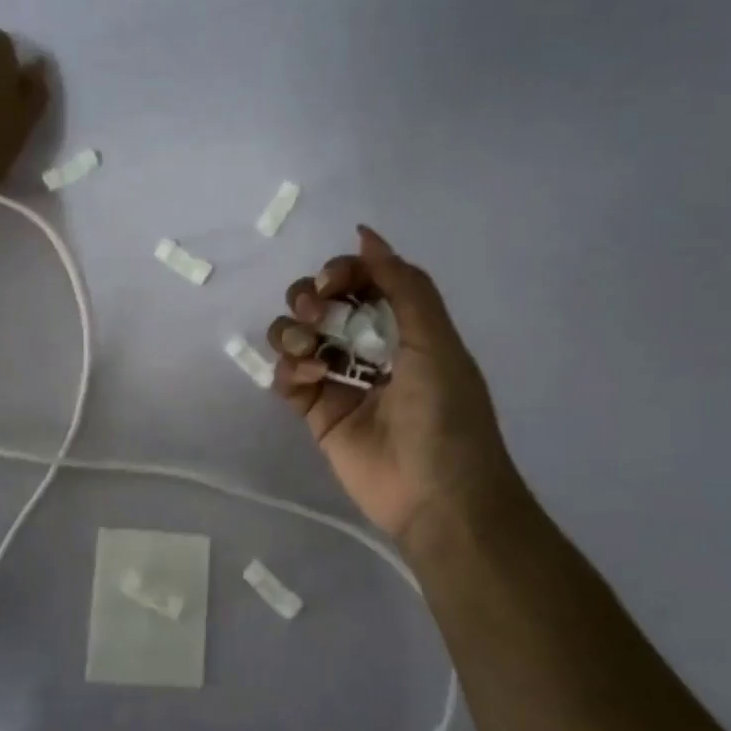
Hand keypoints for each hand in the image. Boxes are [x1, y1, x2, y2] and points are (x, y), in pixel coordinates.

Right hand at [266, 227, 523, 539]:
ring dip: (292, 331)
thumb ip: (403, 285)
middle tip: (317, 315)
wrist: (436, 496)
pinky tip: (307, 379)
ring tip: (312, 355)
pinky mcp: (314, 411)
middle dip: (309, 298)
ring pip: (295, 334)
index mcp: (401, 325)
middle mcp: (367, 346)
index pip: (360, 280)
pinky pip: (286, 375)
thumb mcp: (436, 341)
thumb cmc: (445, 415)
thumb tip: (365, 233)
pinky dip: (288, 369)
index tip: (333, 285)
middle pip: (319, 302)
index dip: (340, 272)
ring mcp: (338, 379)